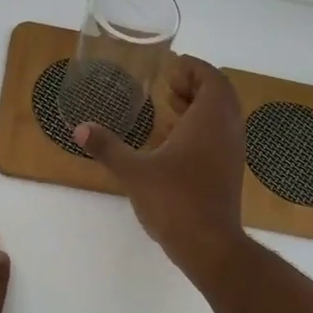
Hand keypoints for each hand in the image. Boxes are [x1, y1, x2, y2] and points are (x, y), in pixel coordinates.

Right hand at [75, 55, 249, 280]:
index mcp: (210, 120)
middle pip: (221, 95)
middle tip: (168, 86)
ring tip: (169, 110)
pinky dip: (202, 130)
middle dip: (196, 85)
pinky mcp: (230, 173)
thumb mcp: (134, 172)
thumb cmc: (175, 201)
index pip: (212, 79)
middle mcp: (227, 131)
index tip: (172, 67)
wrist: (210, 245)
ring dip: (200, 107)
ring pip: (223, 117)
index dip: (195, 68)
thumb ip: (108, 148)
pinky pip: (220, 137)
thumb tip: (79, 128)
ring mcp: (232, 153)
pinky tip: (174, 144)